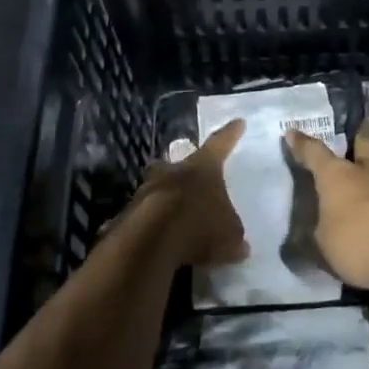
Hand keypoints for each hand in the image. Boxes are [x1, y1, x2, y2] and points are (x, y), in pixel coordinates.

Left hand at [124, 119, 249, 268]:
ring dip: (165, 197)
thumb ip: (233, 237)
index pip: (220, 144)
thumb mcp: (230, 236)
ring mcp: (147, 190)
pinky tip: (159, 241)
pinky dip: (152, 225)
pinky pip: (145, 216)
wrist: (151, 240)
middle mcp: (173, 171)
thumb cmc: (199, 225)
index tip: (238, 122)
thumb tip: (240, 245)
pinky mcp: (129, 214)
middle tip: (188, 176)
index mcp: (203, 167)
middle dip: (183, 170)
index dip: (230, 134)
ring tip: (174, 215)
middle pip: (178, 164)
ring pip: (158, 187)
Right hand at [285, 121, 368, 293]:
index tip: (293, 132)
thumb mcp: (323, 244)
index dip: (302, 145)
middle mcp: (366, 174)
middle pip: (365, 147)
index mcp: (337, 175)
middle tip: (367, 122)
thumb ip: (317, 234)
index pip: (315, 153)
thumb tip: (315, 231)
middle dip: (363, 135)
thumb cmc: (358, 240)